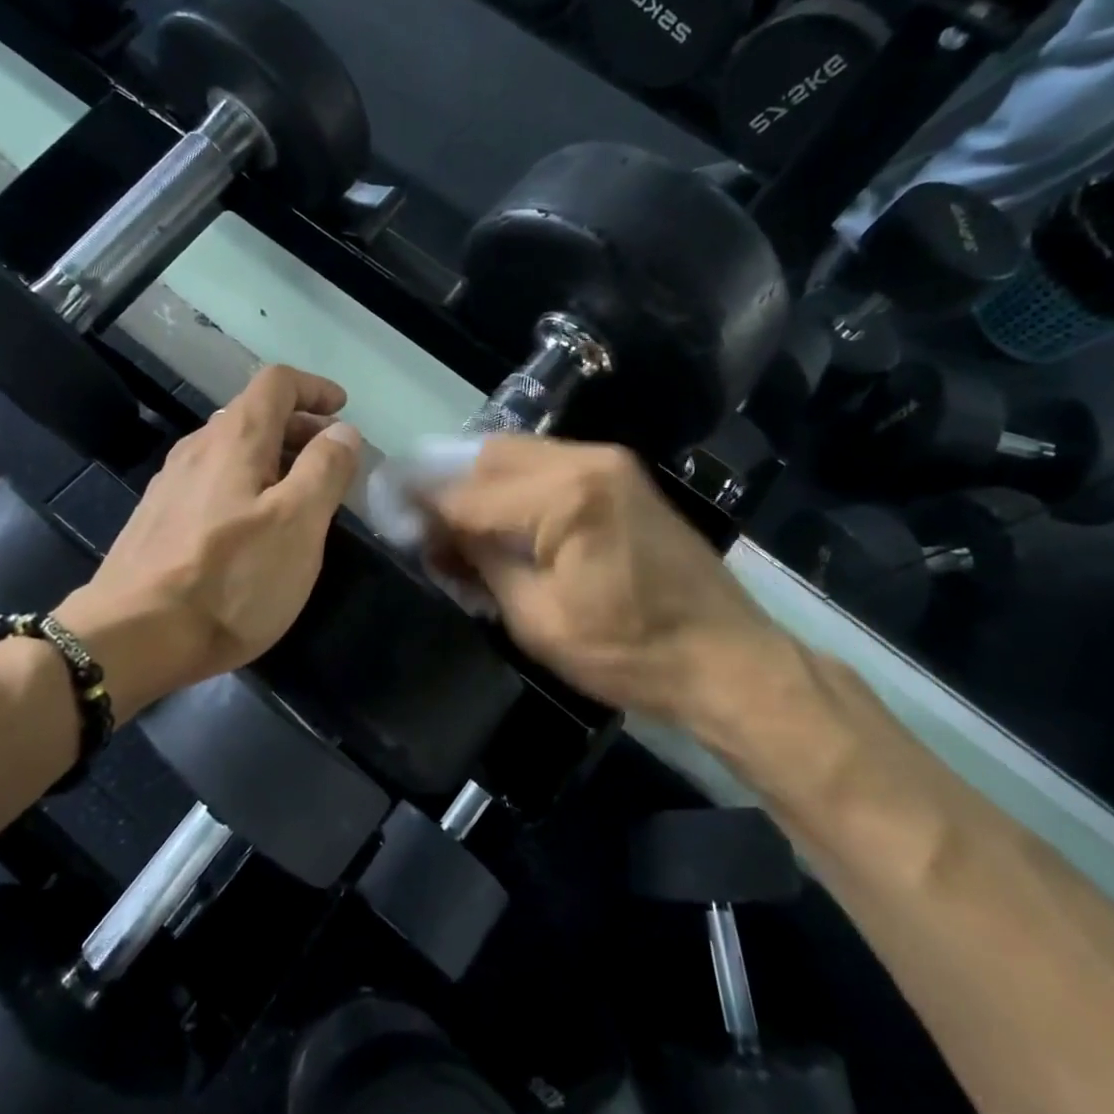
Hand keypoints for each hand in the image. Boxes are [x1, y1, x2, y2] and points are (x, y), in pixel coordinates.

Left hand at [55, 367, 361, 714]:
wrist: (131, 637)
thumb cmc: (230, 578)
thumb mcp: (298, 523)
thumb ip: (325, 469)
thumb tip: (342, 430)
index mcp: (235, 438)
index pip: (278, 382)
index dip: (315, 388)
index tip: (342, 410)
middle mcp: (198, 447)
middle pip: (254, 414)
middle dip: (300, 427)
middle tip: (332, 460)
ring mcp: (172, 484)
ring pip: (232, 450)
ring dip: (273, 458)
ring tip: (300, 495)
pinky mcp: (158, 519)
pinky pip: (213, 481)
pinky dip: (246, 484)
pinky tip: (253, 526)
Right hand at [424, 437, 804, 739]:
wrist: (727, 658)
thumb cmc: (629, 652)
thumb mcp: (536, 618)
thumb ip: (480, 563)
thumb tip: (435, 534)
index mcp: (564, 495)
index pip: (467, 492)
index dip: (420, 505)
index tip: (386, 513)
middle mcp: (585, 460)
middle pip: (488, 456)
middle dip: (444, 483)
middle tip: (415, 517)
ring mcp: (608, 462)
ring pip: (516, 455)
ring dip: (476, 481)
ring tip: (451, 520)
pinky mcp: (620, 476)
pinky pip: (546, 465)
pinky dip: (511, 485)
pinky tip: (497, 516)